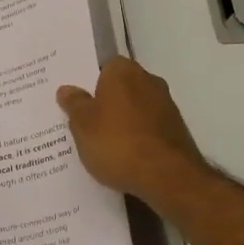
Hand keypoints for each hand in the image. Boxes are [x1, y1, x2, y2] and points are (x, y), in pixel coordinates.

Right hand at [57, 58, 209, 207]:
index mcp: (123, 71)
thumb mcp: (82, 125)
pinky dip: (139, 138)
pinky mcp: (177, 130)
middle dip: (107, 103)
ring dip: (124, 122)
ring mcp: (167, 106)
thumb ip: (74, 104)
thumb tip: (66, 89)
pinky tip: (126, 157)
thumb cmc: (117, 143)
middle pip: (122, 88)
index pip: (104, 68)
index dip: (91, 85)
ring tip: (104, 146)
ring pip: (136, 109)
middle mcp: (149, 81)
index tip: (79, 103)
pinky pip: (149, 128)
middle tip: (87, 124)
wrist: (167, 176)